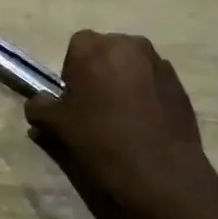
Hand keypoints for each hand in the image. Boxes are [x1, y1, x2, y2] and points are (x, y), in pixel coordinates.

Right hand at [25, 31, 217, 218]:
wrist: (160, 173)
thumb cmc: (101, 139)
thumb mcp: (57, 125)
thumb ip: (40, 108)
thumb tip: (37, 104)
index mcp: (95, 47)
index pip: (76, 46)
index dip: (72, 71)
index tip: (73, 99)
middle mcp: (129, 45)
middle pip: (107, 52)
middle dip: (99, 72)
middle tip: (95, 107)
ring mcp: (159, 64)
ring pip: (132, 66)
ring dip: (124, 83)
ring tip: (121, 117)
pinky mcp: (180, 85)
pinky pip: (153, 83)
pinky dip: (146, 96)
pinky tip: (143, 125)